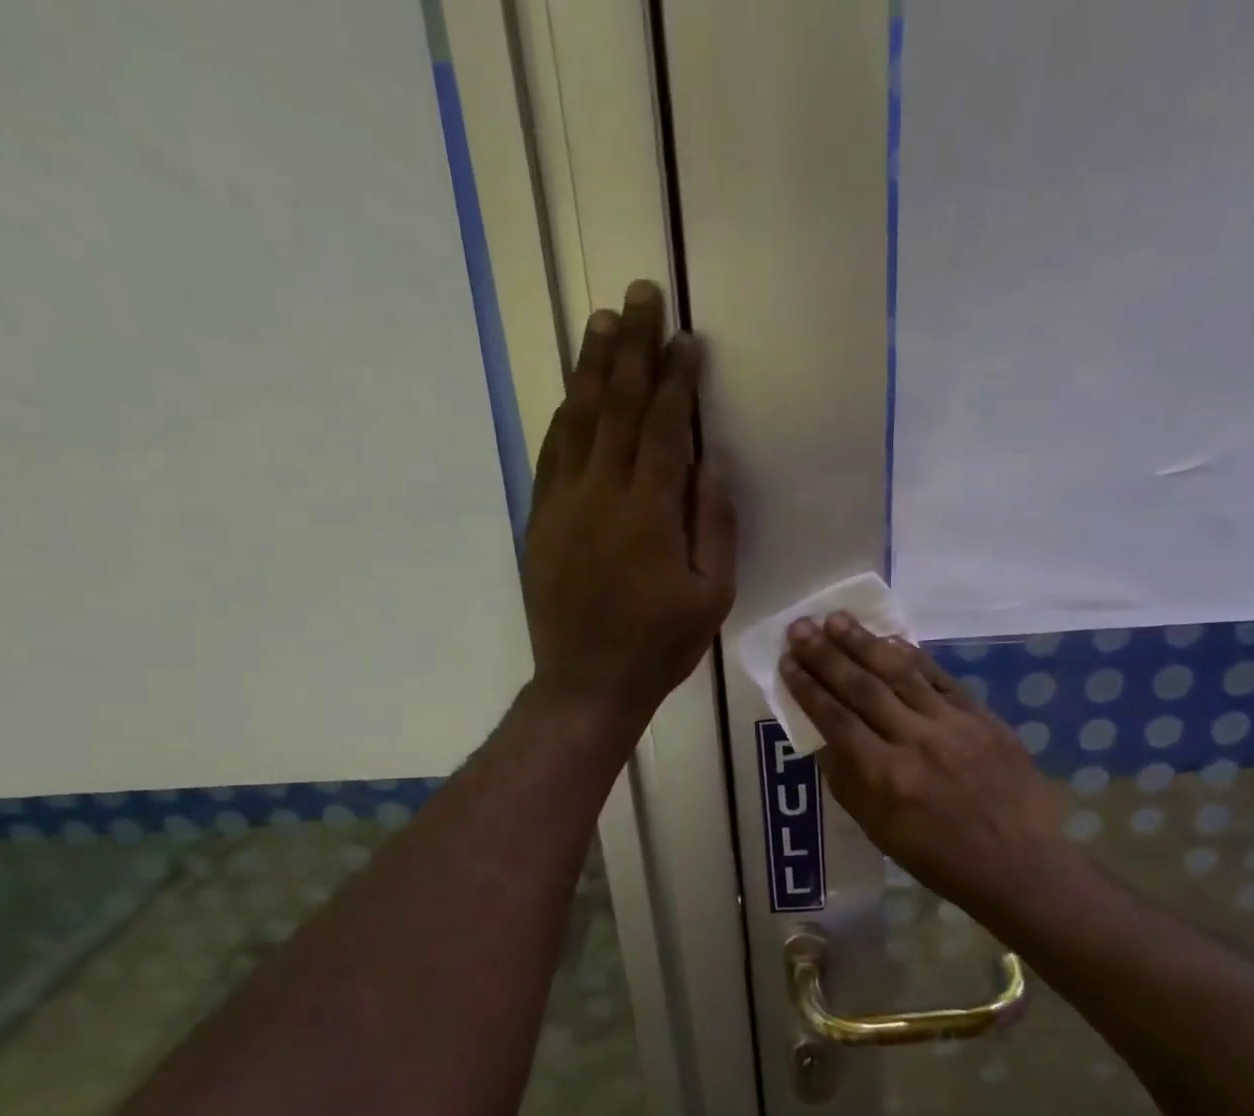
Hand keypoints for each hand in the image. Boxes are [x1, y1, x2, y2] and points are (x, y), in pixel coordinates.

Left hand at [522, 279, 735, 725]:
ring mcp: (563, 505)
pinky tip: (571, 393)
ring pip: (577, 420)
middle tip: (639, 294)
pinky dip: (563, 417)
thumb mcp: (712, 596)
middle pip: (616, 405)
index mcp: (650, 512)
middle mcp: (602, 494)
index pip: (663, 426)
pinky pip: (550, 455)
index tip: (685, 337)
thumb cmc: (660, 646)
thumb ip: (714, 525)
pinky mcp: (540, 521)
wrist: (587, 683)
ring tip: (601, 322)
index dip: (676, 377)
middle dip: (631, 346)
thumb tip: (708, 462)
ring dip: (590, 368)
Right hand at [780, 613, 1076, 922]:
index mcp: (885, 777)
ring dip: (864, 643)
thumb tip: (824, 738)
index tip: (787, 662)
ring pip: (900, 673)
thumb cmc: (939, 858)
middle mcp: (915, 742)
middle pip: (862, 688)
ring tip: (836, 619)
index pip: (835, 720)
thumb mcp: (879, 830)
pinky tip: (890, 638)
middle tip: (800, 627)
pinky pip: (940, 678)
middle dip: (827, 655)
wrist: (1018, 863)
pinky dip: (913, 656)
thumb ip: (848, 781)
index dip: (808, 688)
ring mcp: (952, 725)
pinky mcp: (982, 717)